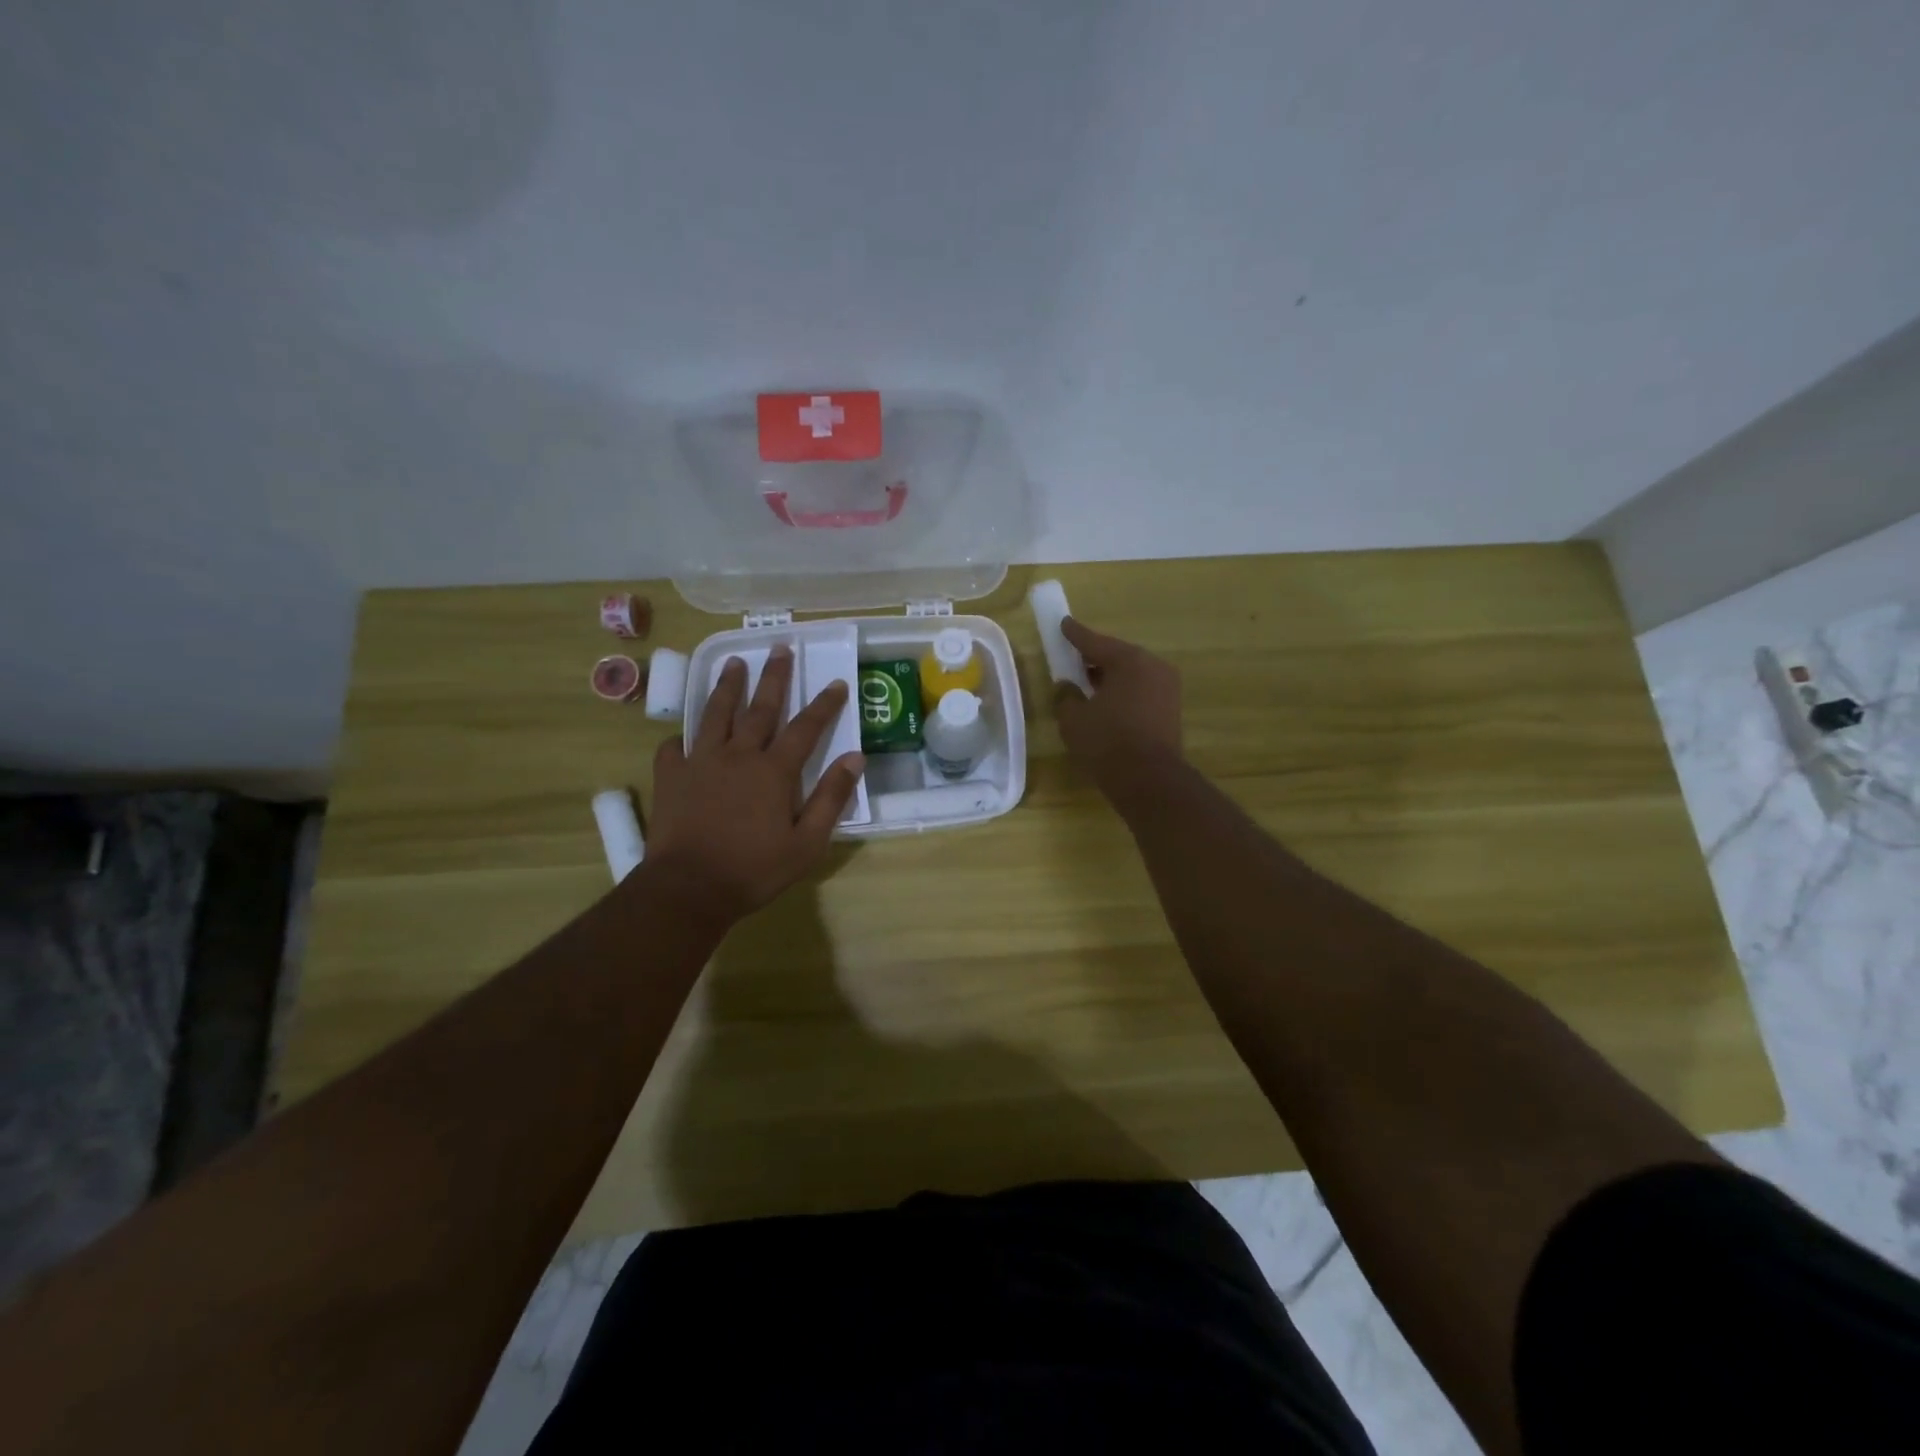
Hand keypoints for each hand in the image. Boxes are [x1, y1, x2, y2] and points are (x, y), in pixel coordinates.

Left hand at [645, 647, 863, 927]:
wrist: (688, 888)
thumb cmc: (754, 869)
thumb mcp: (807, 843)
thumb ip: (831, 798)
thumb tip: (855, 759)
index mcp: (774, 771)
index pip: (806, 728)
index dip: (824, 704)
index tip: (836, 683)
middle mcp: (738, 755)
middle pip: (760, 708)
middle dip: (774, 677)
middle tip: (780, 648)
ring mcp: (700, 762)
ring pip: (716, 714)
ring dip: (727, 686)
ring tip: (733, 662)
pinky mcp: (671, 776)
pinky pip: (674, 747)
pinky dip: (681, 738)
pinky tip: (683, 736)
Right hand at [1054, 617, 1183, 789]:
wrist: (1149, 780)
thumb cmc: (1107, 742)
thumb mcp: (1073, 718)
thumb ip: (1066, 696)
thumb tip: (1067, 687)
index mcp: (1129, 660)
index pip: (1095, 642)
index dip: (1075, 634)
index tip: (1063, 623)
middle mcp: (1153, 666)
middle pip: (1117, 656)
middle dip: (1094, 658)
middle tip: (1073, 660)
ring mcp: (1167, 688)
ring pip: (1131, 675)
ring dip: (1109, 678)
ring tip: (1087, 686)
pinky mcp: (1171, 710)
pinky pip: (1140, 691)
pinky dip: (1123, 693)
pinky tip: (1106, 705)